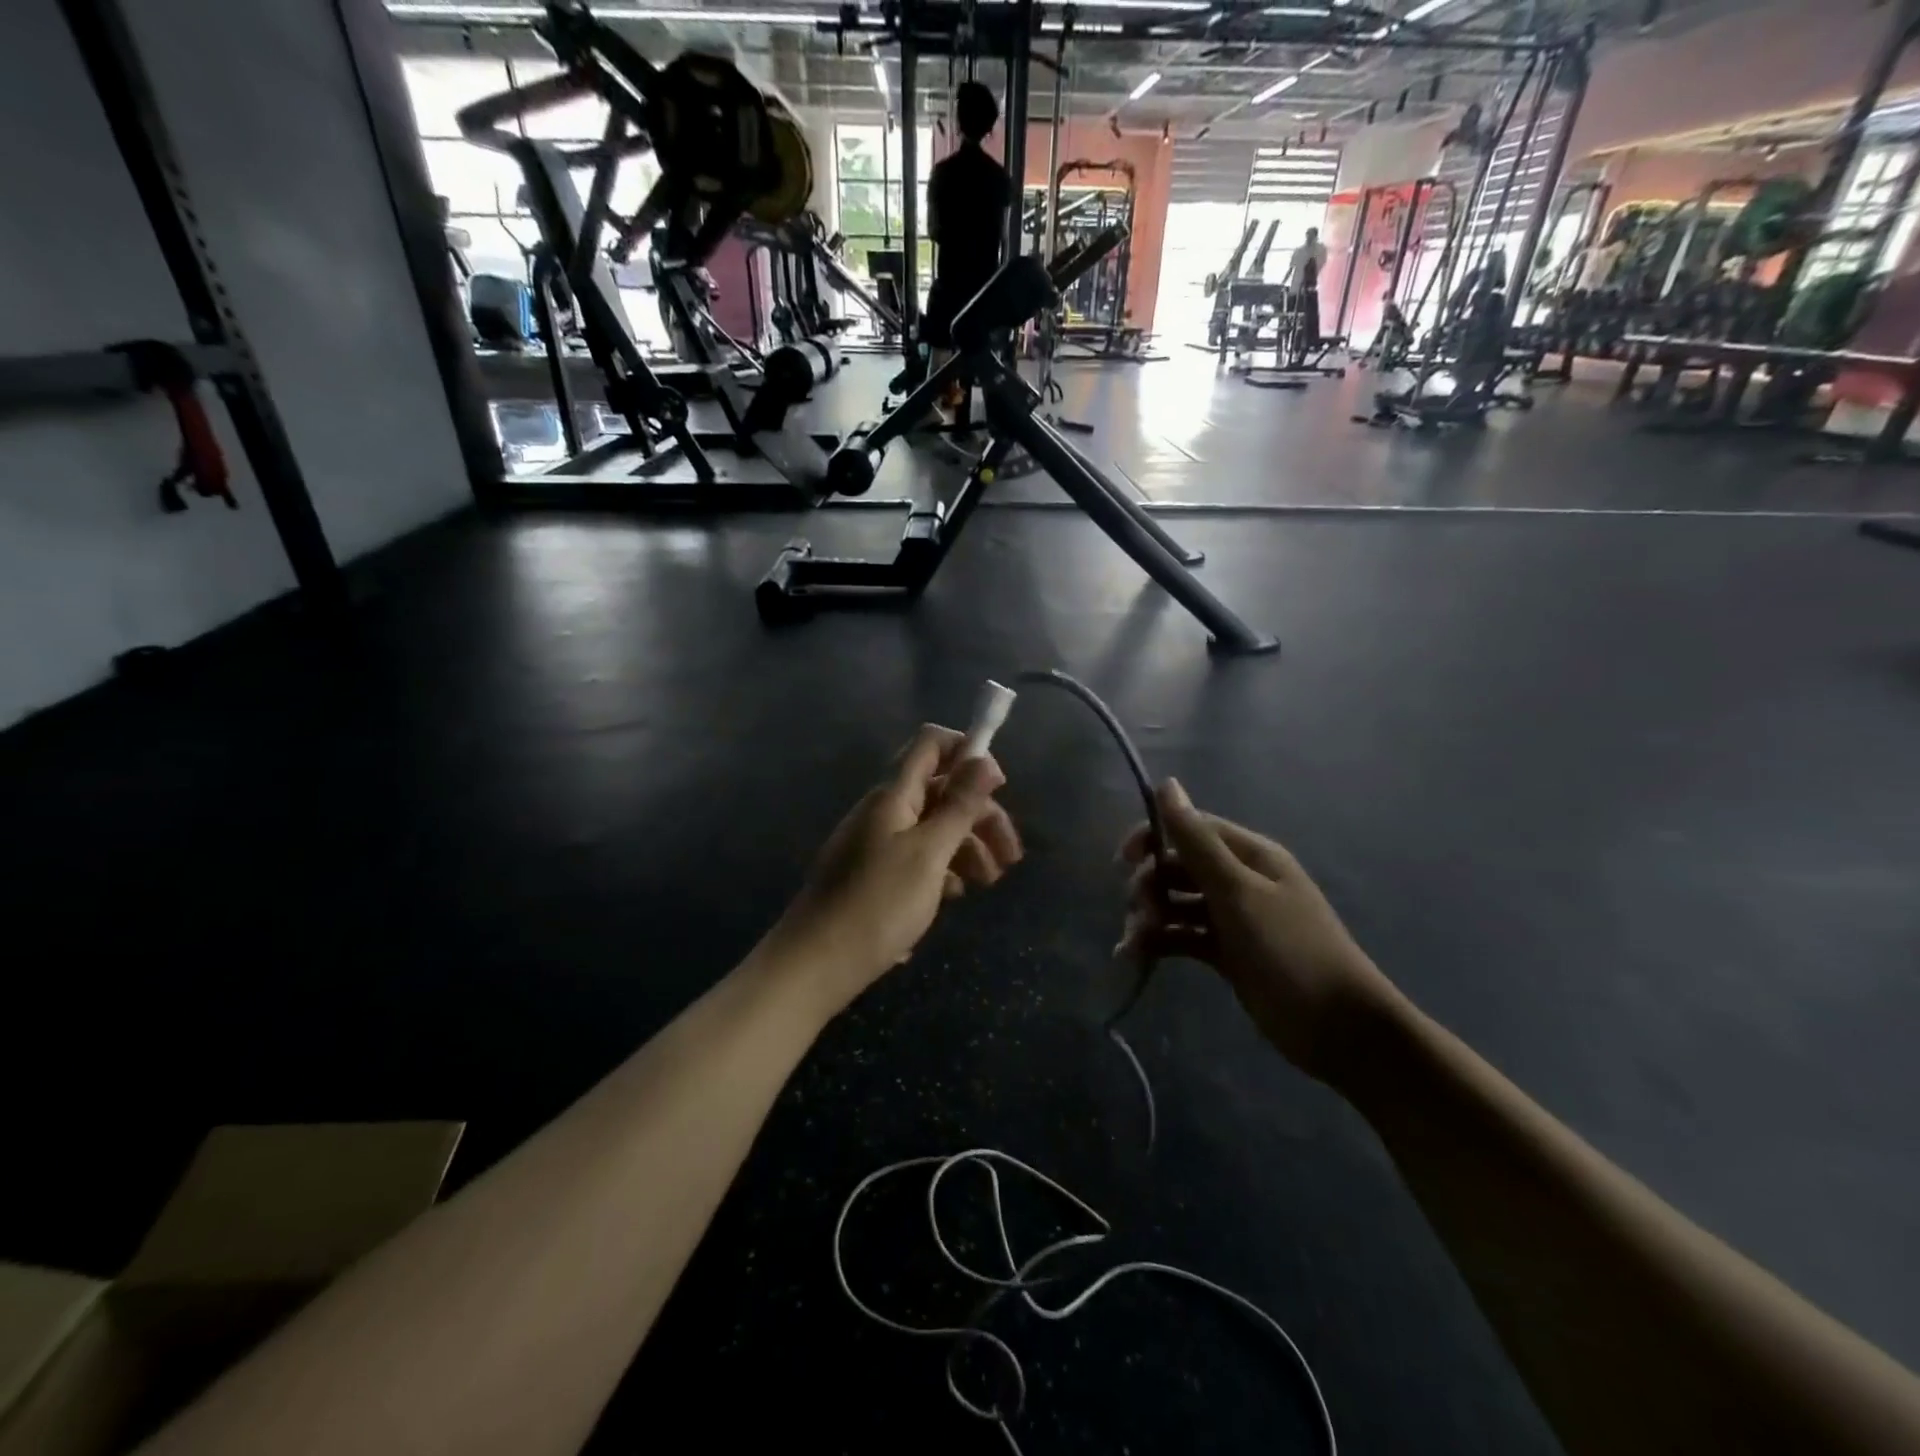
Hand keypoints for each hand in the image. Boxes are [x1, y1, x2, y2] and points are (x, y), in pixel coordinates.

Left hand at [765, 725, 1021, 1014]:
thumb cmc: (878, 904)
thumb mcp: (929, 853)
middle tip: (1011, 856)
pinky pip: (916, 858)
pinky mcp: (874, 875)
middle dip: (980, 816)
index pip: (932, 744)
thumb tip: (984, 759)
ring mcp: (877, 843)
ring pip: (933, 828)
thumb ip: (959, 805)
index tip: (999, 786)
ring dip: (967, 847)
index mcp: (894, 795)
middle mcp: (885, 810)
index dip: (968, 752)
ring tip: (988, 883)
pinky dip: (941, 870)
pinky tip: (953, 898)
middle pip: (941, 792)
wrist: (815, 965)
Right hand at [1117, 780, 1397, 1084]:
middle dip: (1151, 884)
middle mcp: (1240, 880)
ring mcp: (1233, 918)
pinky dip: (1160, 942)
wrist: (1339, 1029)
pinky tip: (1136, 957)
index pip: (1191, 828)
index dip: (1154, 837)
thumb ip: (1197, 841)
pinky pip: (1184, 936)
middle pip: (1179, 867)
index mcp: (1249, 856)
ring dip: (1151, 916)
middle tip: (1140, 913)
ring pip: (1178, 903)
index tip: (1123, 860)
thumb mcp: (1238, 891)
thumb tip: (1166, 783)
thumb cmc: (1289, 950)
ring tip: (1136, 943)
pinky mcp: (1227, 953)